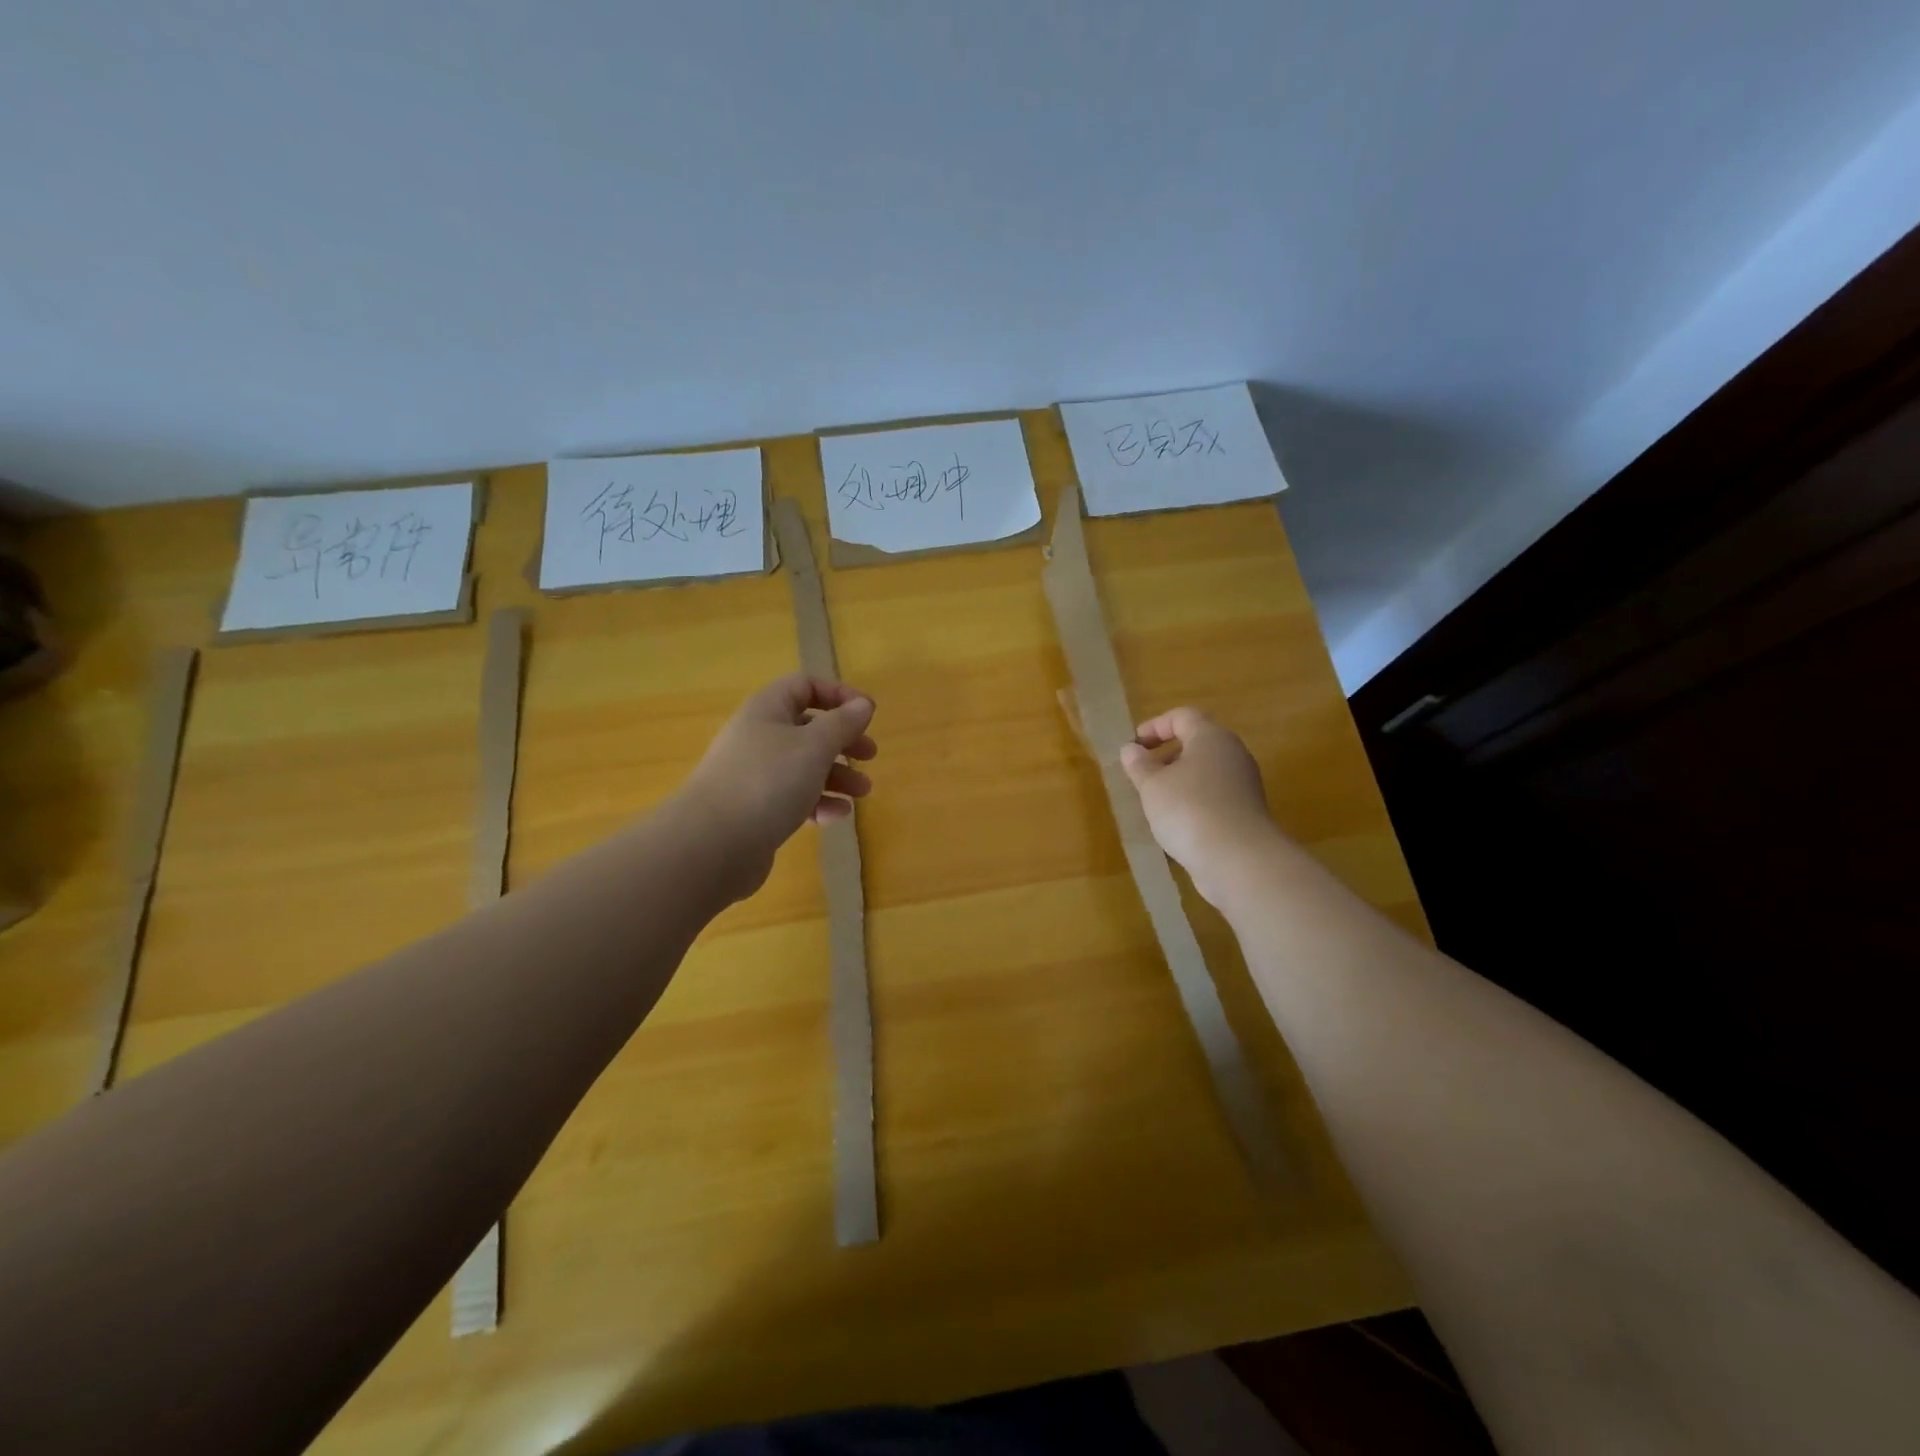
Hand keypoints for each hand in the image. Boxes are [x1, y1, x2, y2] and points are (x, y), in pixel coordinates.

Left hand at [677, 674, 876, 900]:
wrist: (712, 844)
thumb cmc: (768, 781)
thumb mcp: (814, 746)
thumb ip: (842, 723)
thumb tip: (863, 704)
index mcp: (767, 710)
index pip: (805, 686)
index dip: (839, 694)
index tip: (868, 715)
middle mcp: (758, 736)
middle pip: (808, 728)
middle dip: (843, 741)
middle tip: (870, 756)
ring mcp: (754, 774)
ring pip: (804, 766)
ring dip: (837, 775)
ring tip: (862, 793)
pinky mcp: (755, 809)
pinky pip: (793, 797)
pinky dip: (817, 802)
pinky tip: (836, 816)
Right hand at [1119, 707, 1279, 906]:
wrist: (1238, 859)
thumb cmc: (1189, 810)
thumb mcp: (1152, 785)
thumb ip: (1139, 764)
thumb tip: (1131, 749)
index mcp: (1211, 737)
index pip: (1182, 716)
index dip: (1155, 726)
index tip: (1134, 746)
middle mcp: (1233, 754)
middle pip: (1197, 742)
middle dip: (1167, 754)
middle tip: (1143, 773)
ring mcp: (1244, 784)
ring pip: (1206, 771)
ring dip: (1179, 780)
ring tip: (1155, 801)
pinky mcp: (1246, 811)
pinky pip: (1215, 795)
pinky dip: (1194, 800)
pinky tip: (1177, 822)